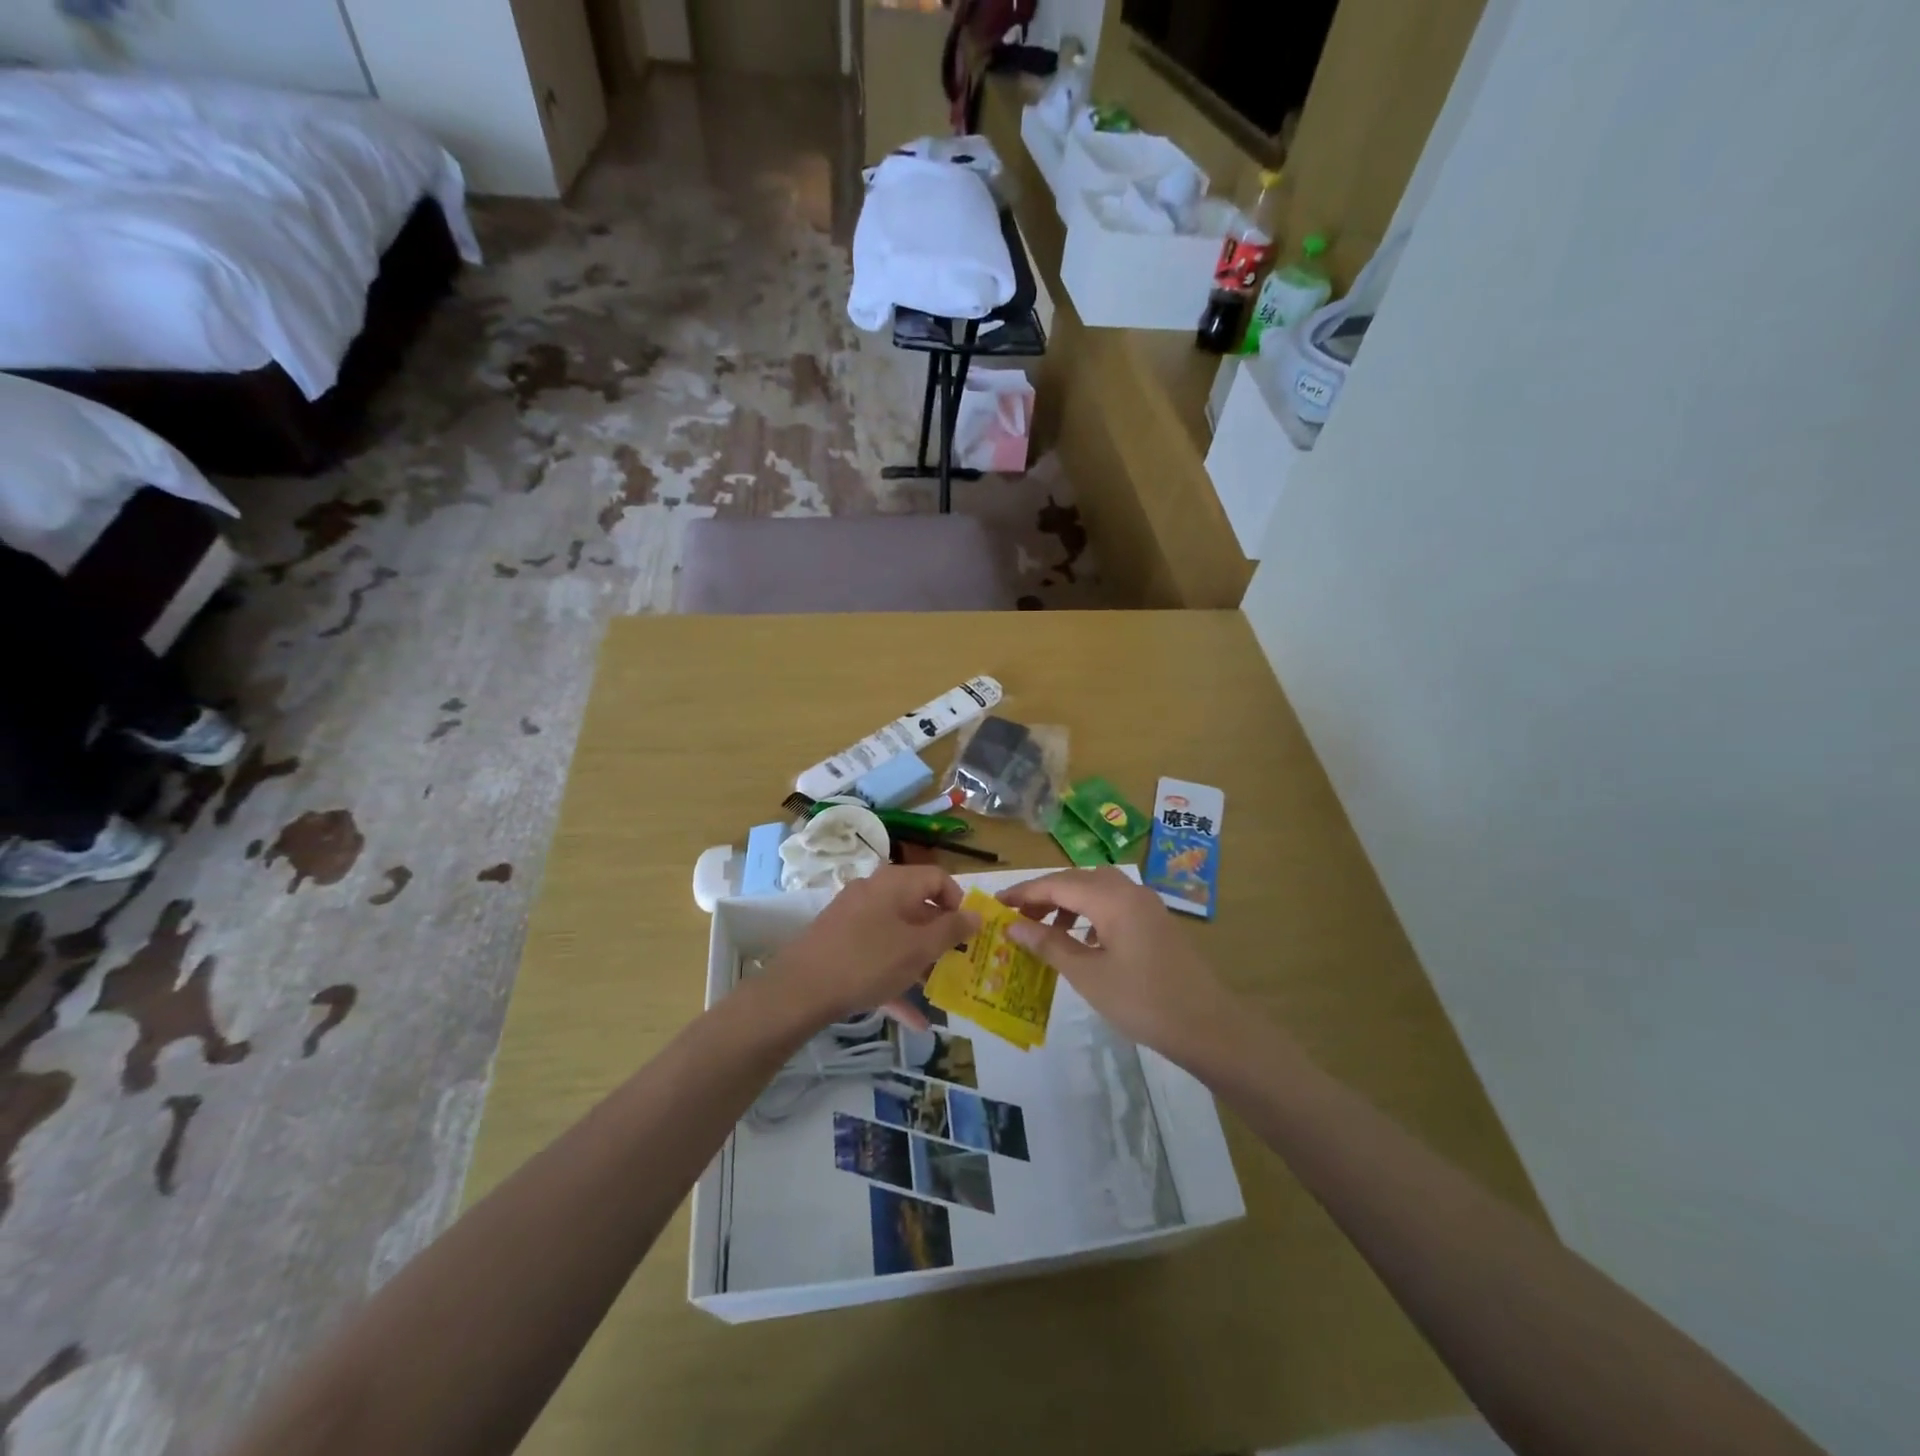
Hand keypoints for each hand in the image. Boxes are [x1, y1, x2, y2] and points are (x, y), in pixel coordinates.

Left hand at [770, 865, 978, 1030]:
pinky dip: (895, 978)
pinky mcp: (839, 943)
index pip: (938, 877)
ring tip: (937, 991)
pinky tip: (913, 1019)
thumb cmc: (869, 961)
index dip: (958, 903)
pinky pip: (877, 955)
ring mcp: (853, 918)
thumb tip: (977, 914)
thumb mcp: (918, 948)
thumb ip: (952, 930)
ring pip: (897, 935)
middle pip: (917, 906)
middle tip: (957, 964)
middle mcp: (874, 892)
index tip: (968, 933)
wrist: (799, 990)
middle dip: (940, 937)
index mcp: (895, 883)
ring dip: (919, 962)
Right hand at [1000, 867, 1238, 1063]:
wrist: (1208, 1026)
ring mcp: (1146, 904)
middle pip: (1077, 880)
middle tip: (1016, 917)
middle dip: (1044, 895)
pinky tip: (1082, 940)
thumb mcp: (1087, 975)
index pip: (1057, 884)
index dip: (1024, 893)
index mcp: (1111, 898)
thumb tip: (1013, 925)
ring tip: (1045, 929)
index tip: (996, 904)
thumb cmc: (1142, 1000)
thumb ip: (1048, 944)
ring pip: (1096, 889)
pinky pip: (1113, 903)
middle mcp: (1129, 890)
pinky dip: (1090, 913)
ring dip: (1067, 902)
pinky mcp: (1155, 922)